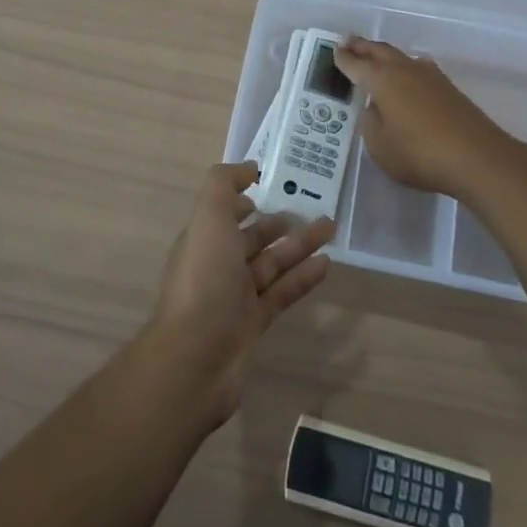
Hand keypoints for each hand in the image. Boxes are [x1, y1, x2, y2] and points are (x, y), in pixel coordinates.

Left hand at [147, 162, 333, 430]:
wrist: (195, 359)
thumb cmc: (203, 280)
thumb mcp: (208, 219)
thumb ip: (223, 185)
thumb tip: (249, 168)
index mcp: (203, 239)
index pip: (224, 212)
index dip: (244, 198)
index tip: (273, 185)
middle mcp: (217, 265)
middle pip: (251, 238)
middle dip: (278, 222)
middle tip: (312, 208)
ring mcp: (235, 297)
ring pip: (272, 264)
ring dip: (298, 246)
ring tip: (330, 229)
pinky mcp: (254, 323)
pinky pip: (282, 293)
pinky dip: (302, 278)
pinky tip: (326, 265)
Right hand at [336, 36, 525, 202]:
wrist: (477, 157)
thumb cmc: (419, 153)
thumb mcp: (380, 145)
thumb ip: (371, 122)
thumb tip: (375, 107)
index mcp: (382, 80)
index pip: (357, 65)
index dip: (343, 59)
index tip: (334, 51)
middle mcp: (405, 70)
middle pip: (379, 51)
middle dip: (362, 46)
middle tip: (348, 41)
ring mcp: (431, 77)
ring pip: (400, 57)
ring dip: (384, 54)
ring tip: (375, 55)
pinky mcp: (449, 89)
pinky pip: (417, 69)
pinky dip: (404, 67)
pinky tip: (407, 75)